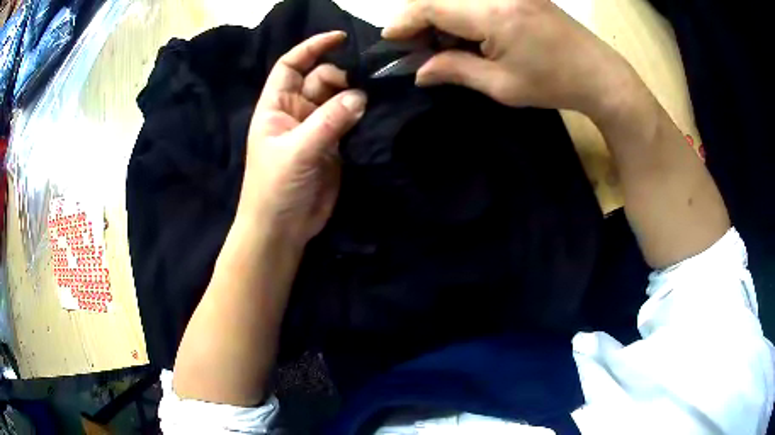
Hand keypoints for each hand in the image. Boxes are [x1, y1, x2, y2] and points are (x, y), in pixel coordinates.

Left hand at [240, 32, 366, 245]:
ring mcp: (316, 129)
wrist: (282, 229)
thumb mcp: (297, 151)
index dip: (312, 48)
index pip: (291, 65)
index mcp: (276, 106)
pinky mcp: (334, 146)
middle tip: (362, 91)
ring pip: (339, 100)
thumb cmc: (275, 188)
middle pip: (321, 80)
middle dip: (341, 78)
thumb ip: (328, 121)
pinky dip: (362, 116)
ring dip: (355, 97)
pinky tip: (376, 113)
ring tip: (374, 100)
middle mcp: (296, 112)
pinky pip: (350, 122)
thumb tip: (361, 96)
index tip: (340, 38)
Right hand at [383, 0, 636, 118]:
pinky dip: (464, 12)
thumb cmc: (554, 85)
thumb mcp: (501, 86)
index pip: (431, 6)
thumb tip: (419, 71)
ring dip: (443, 16)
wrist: (599, 74)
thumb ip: (455, 71)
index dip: (405, 21)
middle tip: (419, 48)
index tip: (392, 39)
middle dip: (421, 19)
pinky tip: (468, 33)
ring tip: (445, 45)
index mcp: (494, 14)